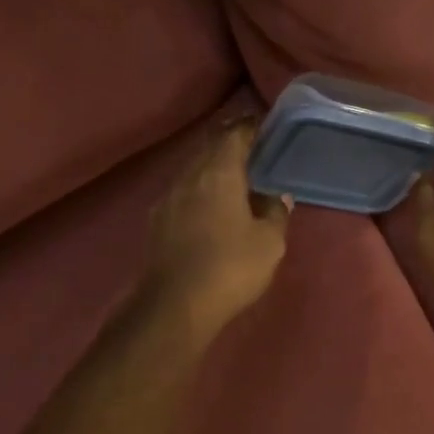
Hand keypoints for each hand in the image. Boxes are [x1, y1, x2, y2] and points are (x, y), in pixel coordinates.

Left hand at [144, 118, 289, 336]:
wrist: (175, 305)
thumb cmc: (231, 268)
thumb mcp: (269, 242)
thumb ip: (275, 212)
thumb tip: (276, 195)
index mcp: (219, 173)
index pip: (235, 135)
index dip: (251, 128)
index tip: (267, 129)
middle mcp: (190, 176)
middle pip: (211, 149)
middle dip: (232, 146)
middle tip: (256, 153)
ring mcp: (168, 198)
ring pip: (194, 171)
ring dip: (214, 170)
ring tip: (237, 180)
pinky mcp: (157, 221)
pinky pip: (184, 193)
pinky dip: (200, 191)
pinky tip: (211, 208)